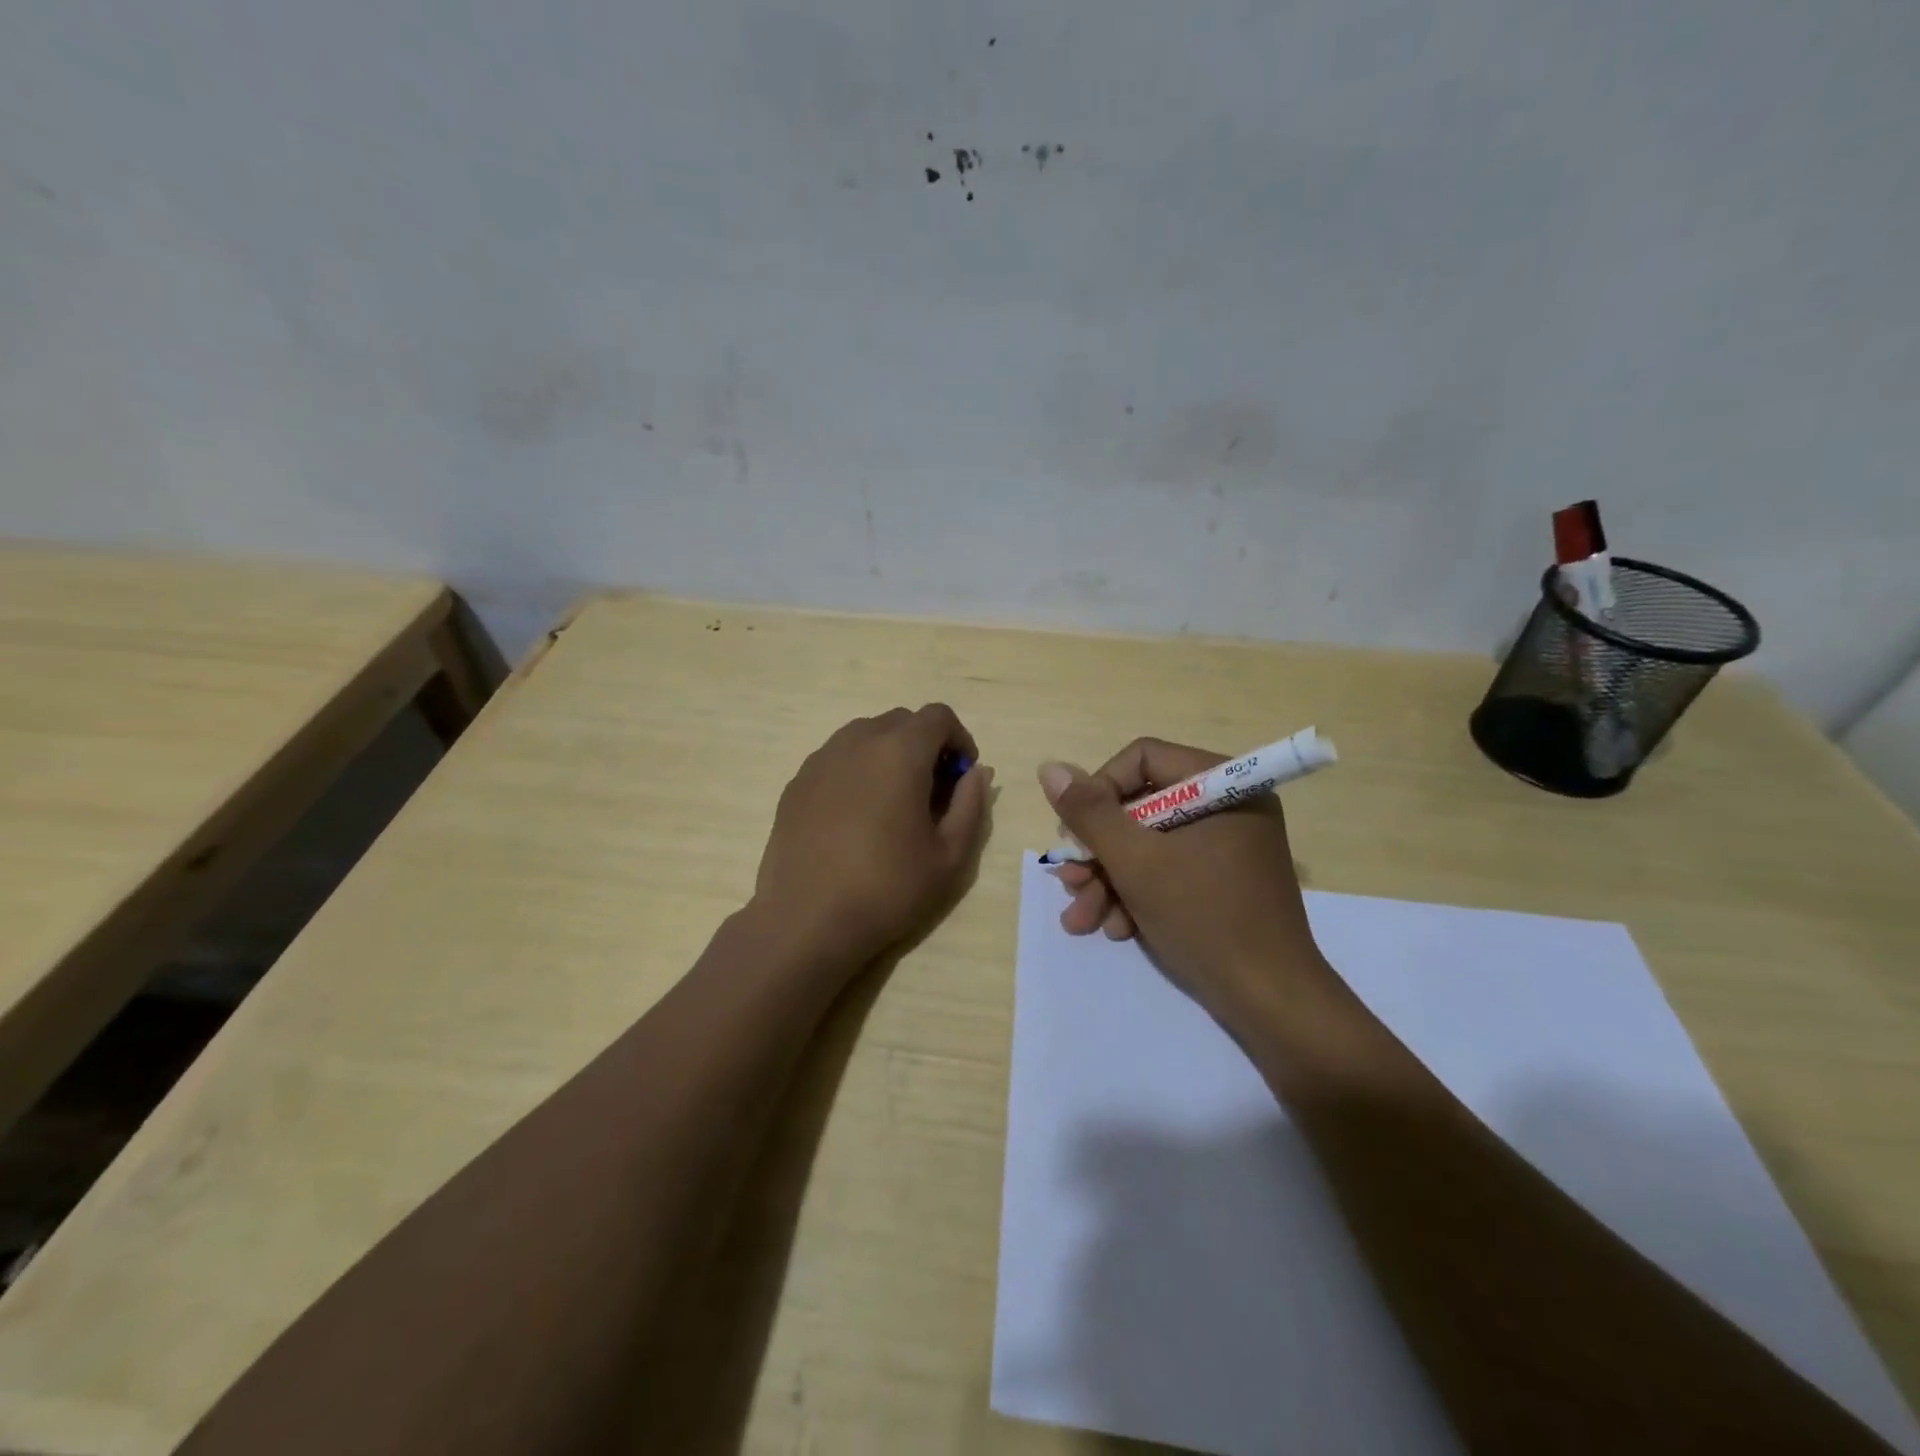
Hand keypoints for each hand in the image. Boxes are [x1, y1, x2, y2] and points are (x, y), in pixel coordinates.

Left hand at [755, 704, 992, 970]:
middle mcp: (857, 742)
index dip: (959, 739)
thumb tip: (976, 774)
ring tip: (892, 803)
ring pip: (864, 736)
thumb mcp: (950, 855)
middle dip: (924, 745)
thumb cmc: (888, 888)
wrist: (807, 920)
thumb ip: (971, 805)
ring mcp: (820, 761)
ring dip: (888, 755)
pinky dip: (856, 772)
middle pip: (900, 722)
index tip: (961, 777)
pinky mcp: (796, 784)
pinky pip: (836, 760)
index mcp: (899, 752)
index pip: (938, 716)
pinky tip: (855, 818)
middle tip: (932, 792)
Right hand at [1038, 738, 1325, 1020]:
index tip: (1076, 834)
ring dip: (1109, 880)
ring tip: (1081, 920)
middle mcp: (1228, 806)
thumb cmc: (1205, 919)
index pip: (1142, 759)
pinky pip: (1169, 870)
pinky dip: (1137, 895)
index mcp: (1223, 785)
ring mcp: (1227, 846)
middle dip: (1098, 851)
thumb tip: (1050, 767)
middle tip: (1069, 883)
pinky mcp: (1223, 881)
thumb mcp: (1136, 863)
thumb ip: (1090, 813)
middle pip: (1140, 807)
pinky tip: (1116, 928)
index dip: (1099, 791)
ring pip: (1149, 844)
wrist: (1270, 1002)